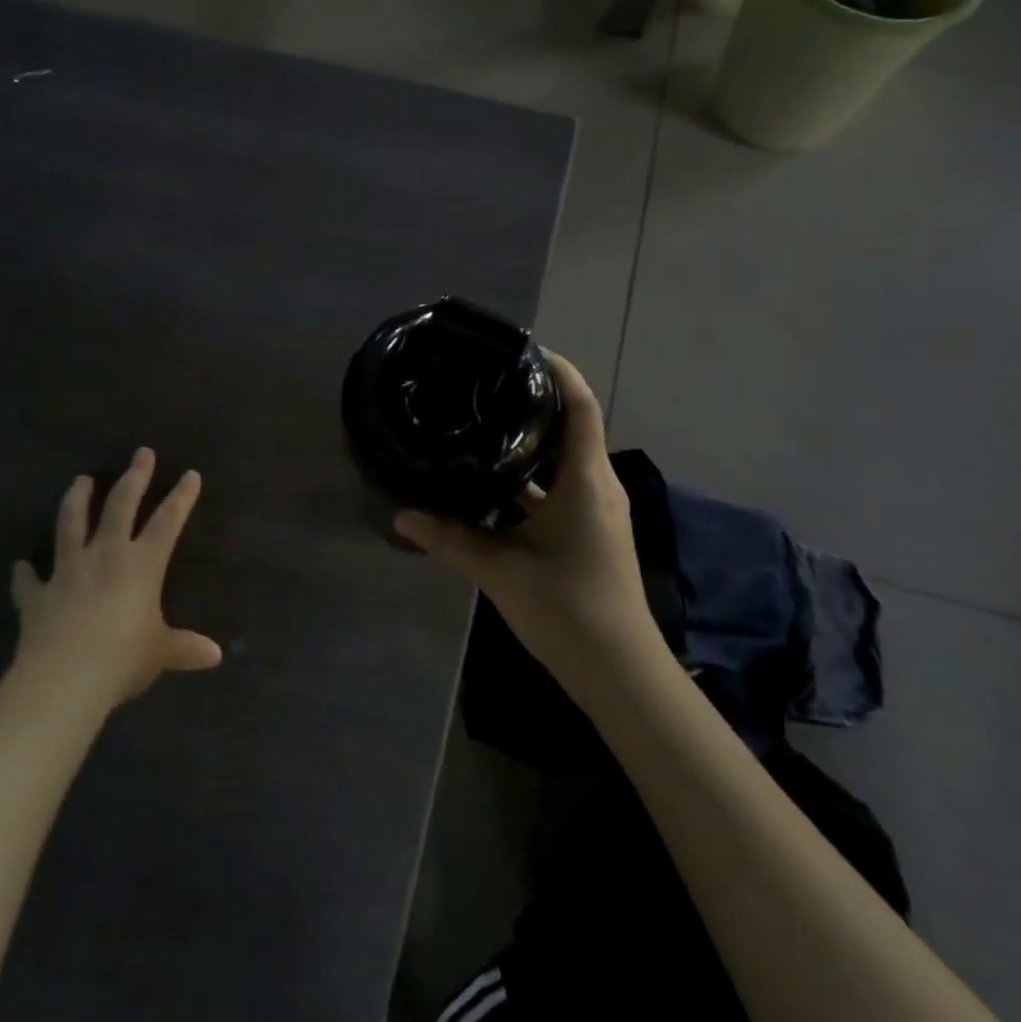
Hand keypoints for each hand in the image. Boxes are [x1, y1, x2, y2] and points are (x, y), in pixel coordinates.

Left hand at [10, 448, 221, 708]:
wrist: (64, 680)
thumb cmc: (123, 659)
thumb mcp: (160, 653)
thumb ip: (184, 648)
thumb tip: (215, 655)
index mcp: (142, 564)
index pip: (168, 521)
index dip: (182, 497)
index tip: (190, 474)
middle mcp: (105, 556)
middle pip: (120, 506)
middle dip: (134, 477)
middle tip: (141, 453)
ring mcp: (67, 571)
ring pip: (71, 524)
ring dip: (77, 500)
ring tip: (81, 480)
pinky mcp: (37, 595)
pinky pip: (28, 580)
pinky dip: (25, 573)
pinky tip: (20, 566)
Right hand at [394, 353, 659, 692]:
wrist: (619, 671)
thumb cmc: (568, 608)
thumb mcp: (501, 569)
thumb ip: (450, 538)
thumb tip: (401, 514)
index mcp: (585, 479)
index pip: (580, 404)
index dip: (557, 369)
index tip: (520, 350)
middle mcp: (596, 485)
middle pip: (571, 425)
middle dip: (534, 401)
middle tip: (484, 384)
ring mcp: (596, 510)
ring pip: (563, 460)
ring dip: (530, 441)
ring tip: (481, 423)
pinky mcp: (589, 532)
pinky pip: (559, 489)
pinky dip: (530, 479)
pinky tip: (492, 483)